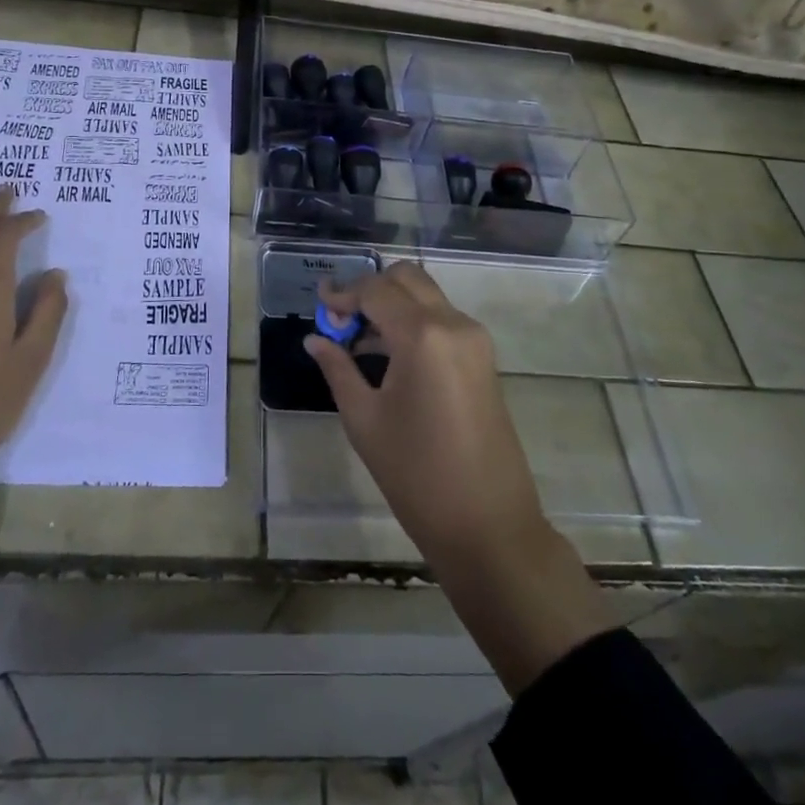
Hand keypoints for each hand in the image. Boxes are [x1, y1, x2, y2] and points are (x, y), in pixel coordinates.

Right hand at [304, 261, 544, 564]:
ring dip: (392, 304)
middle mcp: (453, 323)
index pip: (376, 291)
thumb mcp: (364, 420)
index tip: (318, 305)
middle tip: (340, 318)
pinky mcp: (483, 357)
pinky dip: (412, 321)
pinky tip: (387, 353)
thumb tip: (315, 339)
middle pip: (406, 279)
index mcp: (423, 335)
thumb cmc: (417, 475)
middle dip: (370, 289)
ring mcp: (474, 339)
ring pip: (426, 296)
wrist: (489, 526)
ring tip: (356, 338)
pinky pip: (442, 319)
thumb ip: (338, 369)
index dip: (343, 294)